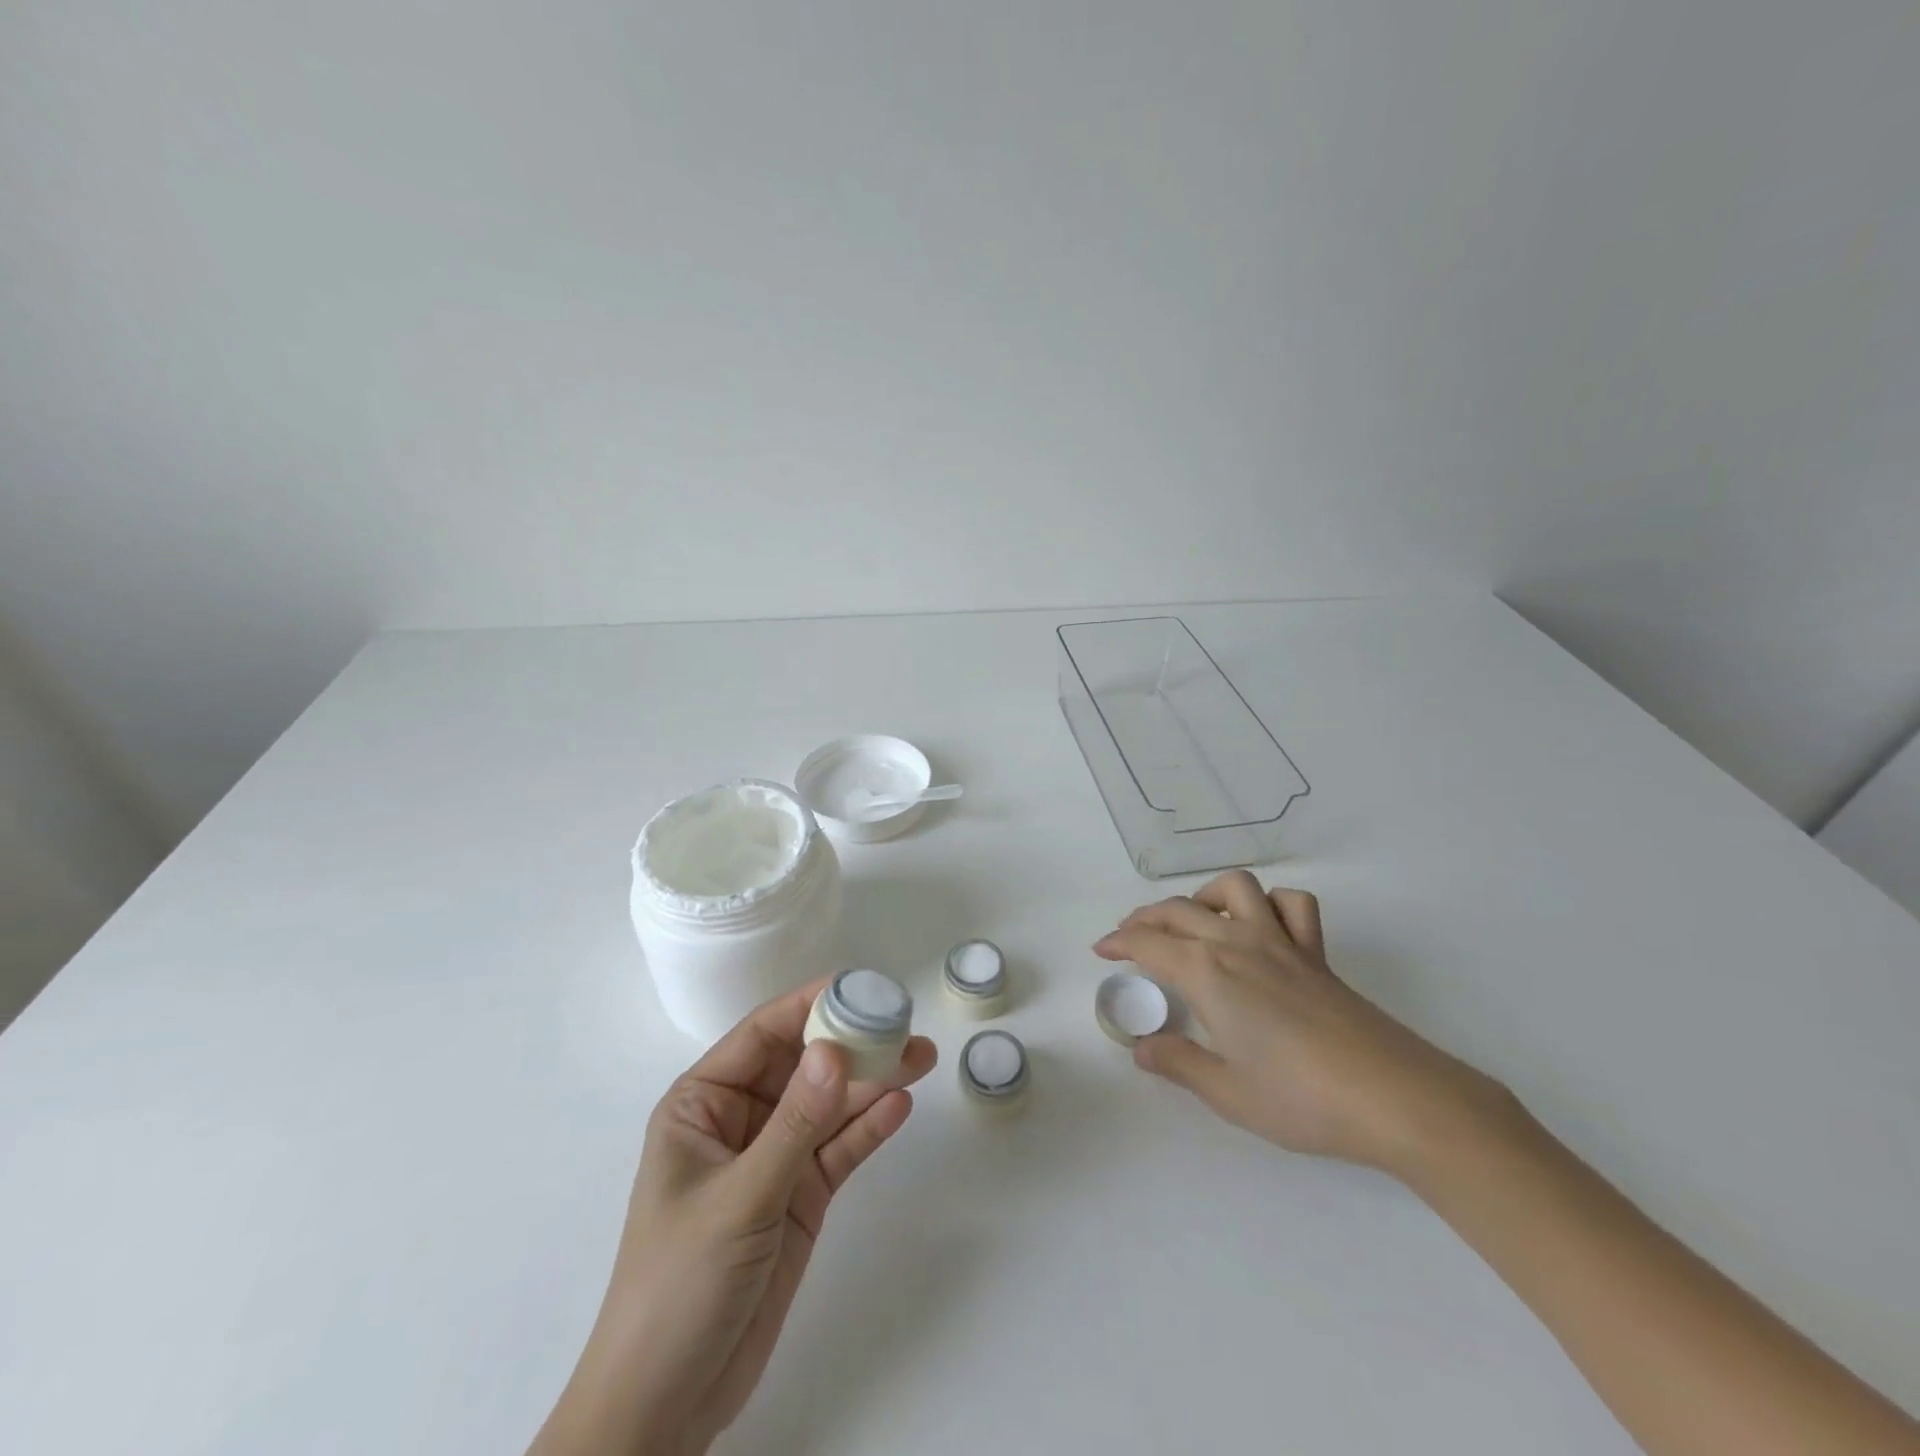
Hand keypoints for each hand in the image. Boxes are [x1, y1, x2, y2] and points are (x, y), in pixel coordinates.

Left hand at [529, 980, 937, 1455]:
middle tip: (904, 1024)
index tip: (858, 987)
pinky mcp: (800, 1196)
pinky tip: (900, 1106)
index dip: (809, 1005)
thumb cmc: (679, 1285)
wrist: (667, 1404)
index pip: (762, 1035)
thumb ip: (794, 1124)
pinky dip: (868, 1129)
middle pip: (804, 1066)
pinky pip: (838, 1149)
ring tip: (920, 1057)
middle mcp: (742, 1120)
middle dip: (852, 1044)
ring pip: (829, 1105)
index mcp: (704, 1104)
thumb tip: (835, 1050)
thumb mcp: (739, 1198)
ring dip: (871, 1082)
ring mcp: (774, 1158)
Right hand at [1095, 871, 1503, 1176]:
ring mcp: (1281, 943)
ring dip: (1203, 896)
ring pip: (1234, 889)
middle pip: (1179, 911)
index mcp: (1208, 975)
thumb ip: (1178, 1063)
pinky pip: (1292, 906)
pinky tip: (1261, 925)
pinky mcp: (1316, 954)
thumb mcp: (1227, 1092)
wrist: (1395, 1098)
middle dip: (1145, 918)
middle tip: (1129, 938)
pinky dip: (1270, 904)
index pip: (1148, 944)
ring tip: (1192, 920)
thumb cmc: (1302, 1099)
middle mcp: (1238, 945)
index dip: (1118, 943)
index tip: (1101, 951)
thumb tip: (1140, 1047)